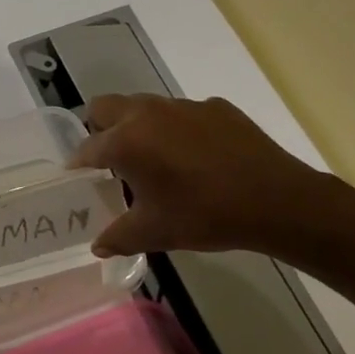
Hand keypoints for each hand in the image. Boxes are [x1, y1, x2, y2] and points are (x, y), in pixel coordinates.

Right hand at [68, 95, 329, 256]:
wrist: (277, 201)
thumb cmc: (205, 215)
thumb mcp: (155, 232)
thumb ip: (118, 237)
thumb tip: (98, 247)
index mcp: (126, 142)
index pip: (87, 147)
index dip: (78, 163)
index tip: (77, 175)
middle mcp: (147, 114)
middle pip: (105, 106)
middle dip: (99, 128)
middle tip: (109, 158)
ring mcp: (183, 106)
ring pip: (144, 106)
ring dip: (138, 126)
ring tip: (154, 158)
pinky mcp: (216, 108)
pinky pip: (183, 114)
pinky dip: (178, 130)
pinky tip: (196, 158)